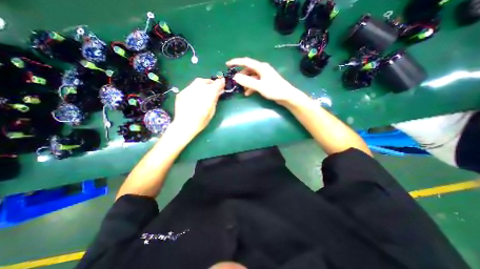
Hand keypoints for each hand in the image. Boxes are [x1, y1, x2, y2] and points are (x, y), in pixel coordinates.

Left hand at [172, 77, 224, 136]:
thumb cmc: (201, 121)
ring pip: (197, 82)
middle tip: (213, 88)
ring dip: (203, 85)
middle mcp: (198, 90)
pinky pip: (190, 87)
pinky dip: (195, 89)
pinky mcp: (182, 93)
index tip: (222, 82)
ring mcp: (188, 90)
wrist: (184, 125)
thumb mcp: (212, 111)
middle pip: (206, 81)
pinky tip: (195, 96)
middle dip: (211, 83)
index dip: (220, 82)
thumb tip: (219, 92)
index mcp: (208, 96)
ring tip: (204, 91)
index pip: (216, 84)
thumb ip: (215, 100)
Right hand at [227, 57, 303, 105]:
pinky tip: (248, 93)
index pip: (246, 62)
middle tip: (234, 81)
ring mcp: (264, 76)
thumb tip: (235, 77)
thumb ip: (247, 81)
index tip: (227, 64)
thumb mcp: (259, 86)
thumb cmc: (274, 90)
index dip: (236, 62)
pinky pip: (255, 82)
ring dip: (246, 83)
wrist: (286, 96)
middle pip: (248, 70)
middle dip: (241, 75)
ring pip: (251, 77)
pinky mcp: (265, 82)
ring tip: (241, 90)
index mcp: (261, 67)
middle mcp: (262, 69)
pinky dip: (250, 87)